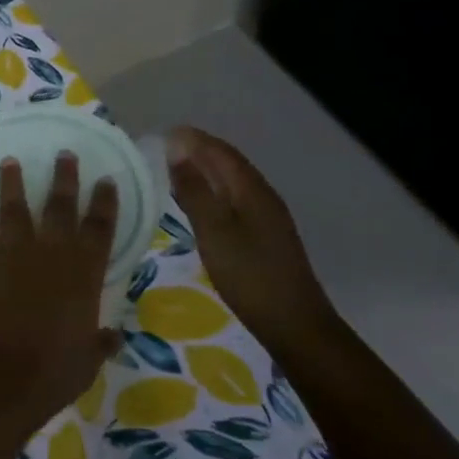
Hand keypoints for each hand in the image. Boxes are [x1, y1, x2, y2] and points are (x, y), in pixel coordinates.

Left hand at [0, 153, 122, 435]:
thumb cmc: (50, 374)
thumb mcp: (87, 361)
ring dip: (12, 182)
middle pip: (59, 206)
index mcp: (82, 274)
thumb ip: (100, 342)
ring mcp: (10, 254)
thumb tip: (113, 336)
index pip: (99, 228)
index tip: (106, 180)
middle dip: (64, 178)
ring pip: (13, 207)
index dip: (104, 202)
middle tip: (64, 154)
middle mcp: (48, 254)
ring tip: (11, 161)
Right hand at [165, 126, 339, 350]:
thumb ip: (195, 190)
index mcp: (252, 190)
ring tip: (175, 171)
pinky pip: (234, 201)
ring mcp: (267, 218)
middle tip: (164, 149)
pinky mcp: (265, 237)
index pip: (221, 152)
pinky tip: (199, 206)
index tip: (164, 133)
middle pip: (229, 164)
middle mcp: (262, 197)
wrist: (294, 325)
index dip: (194, 139)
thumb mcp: (214, 231)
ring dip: (206, 172)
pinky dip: (213, 193)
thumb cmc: (250, 275)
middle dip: (199, 151)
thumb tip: (177, 149)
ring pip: (232, 183)